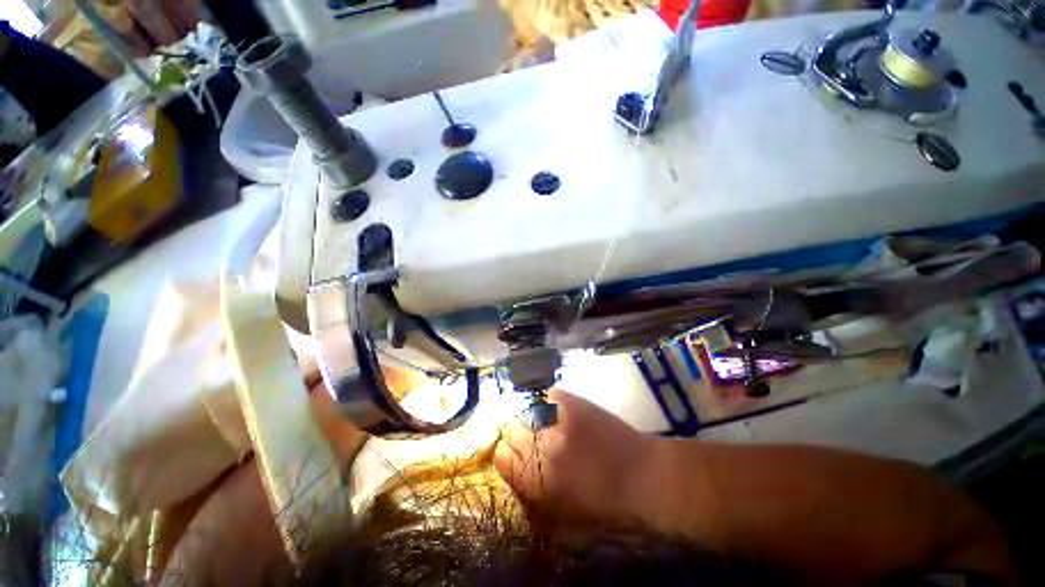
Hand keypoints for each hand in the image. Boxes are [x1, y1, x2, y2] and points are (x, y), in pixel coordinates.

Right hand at [494, 389, 654, 530]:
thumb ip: (533, 499)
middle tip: (533, 438)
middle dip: (518, 435)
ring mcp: (556, 421)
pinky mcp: (572, 403)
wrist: (642, 477)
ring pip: (527, 411)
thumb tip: (516, 479)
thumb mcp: (563, 520)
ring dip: (532, 419)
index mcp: (534, 481)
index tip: (516, 455)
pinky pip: (549, 396)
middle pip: (511, 429)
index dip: (507, 455)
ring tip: (547, 423)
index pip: (500, 456)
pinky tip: (559, 410)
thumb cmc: (607, 509)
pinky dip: (550, 402)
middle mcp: (539, 447)